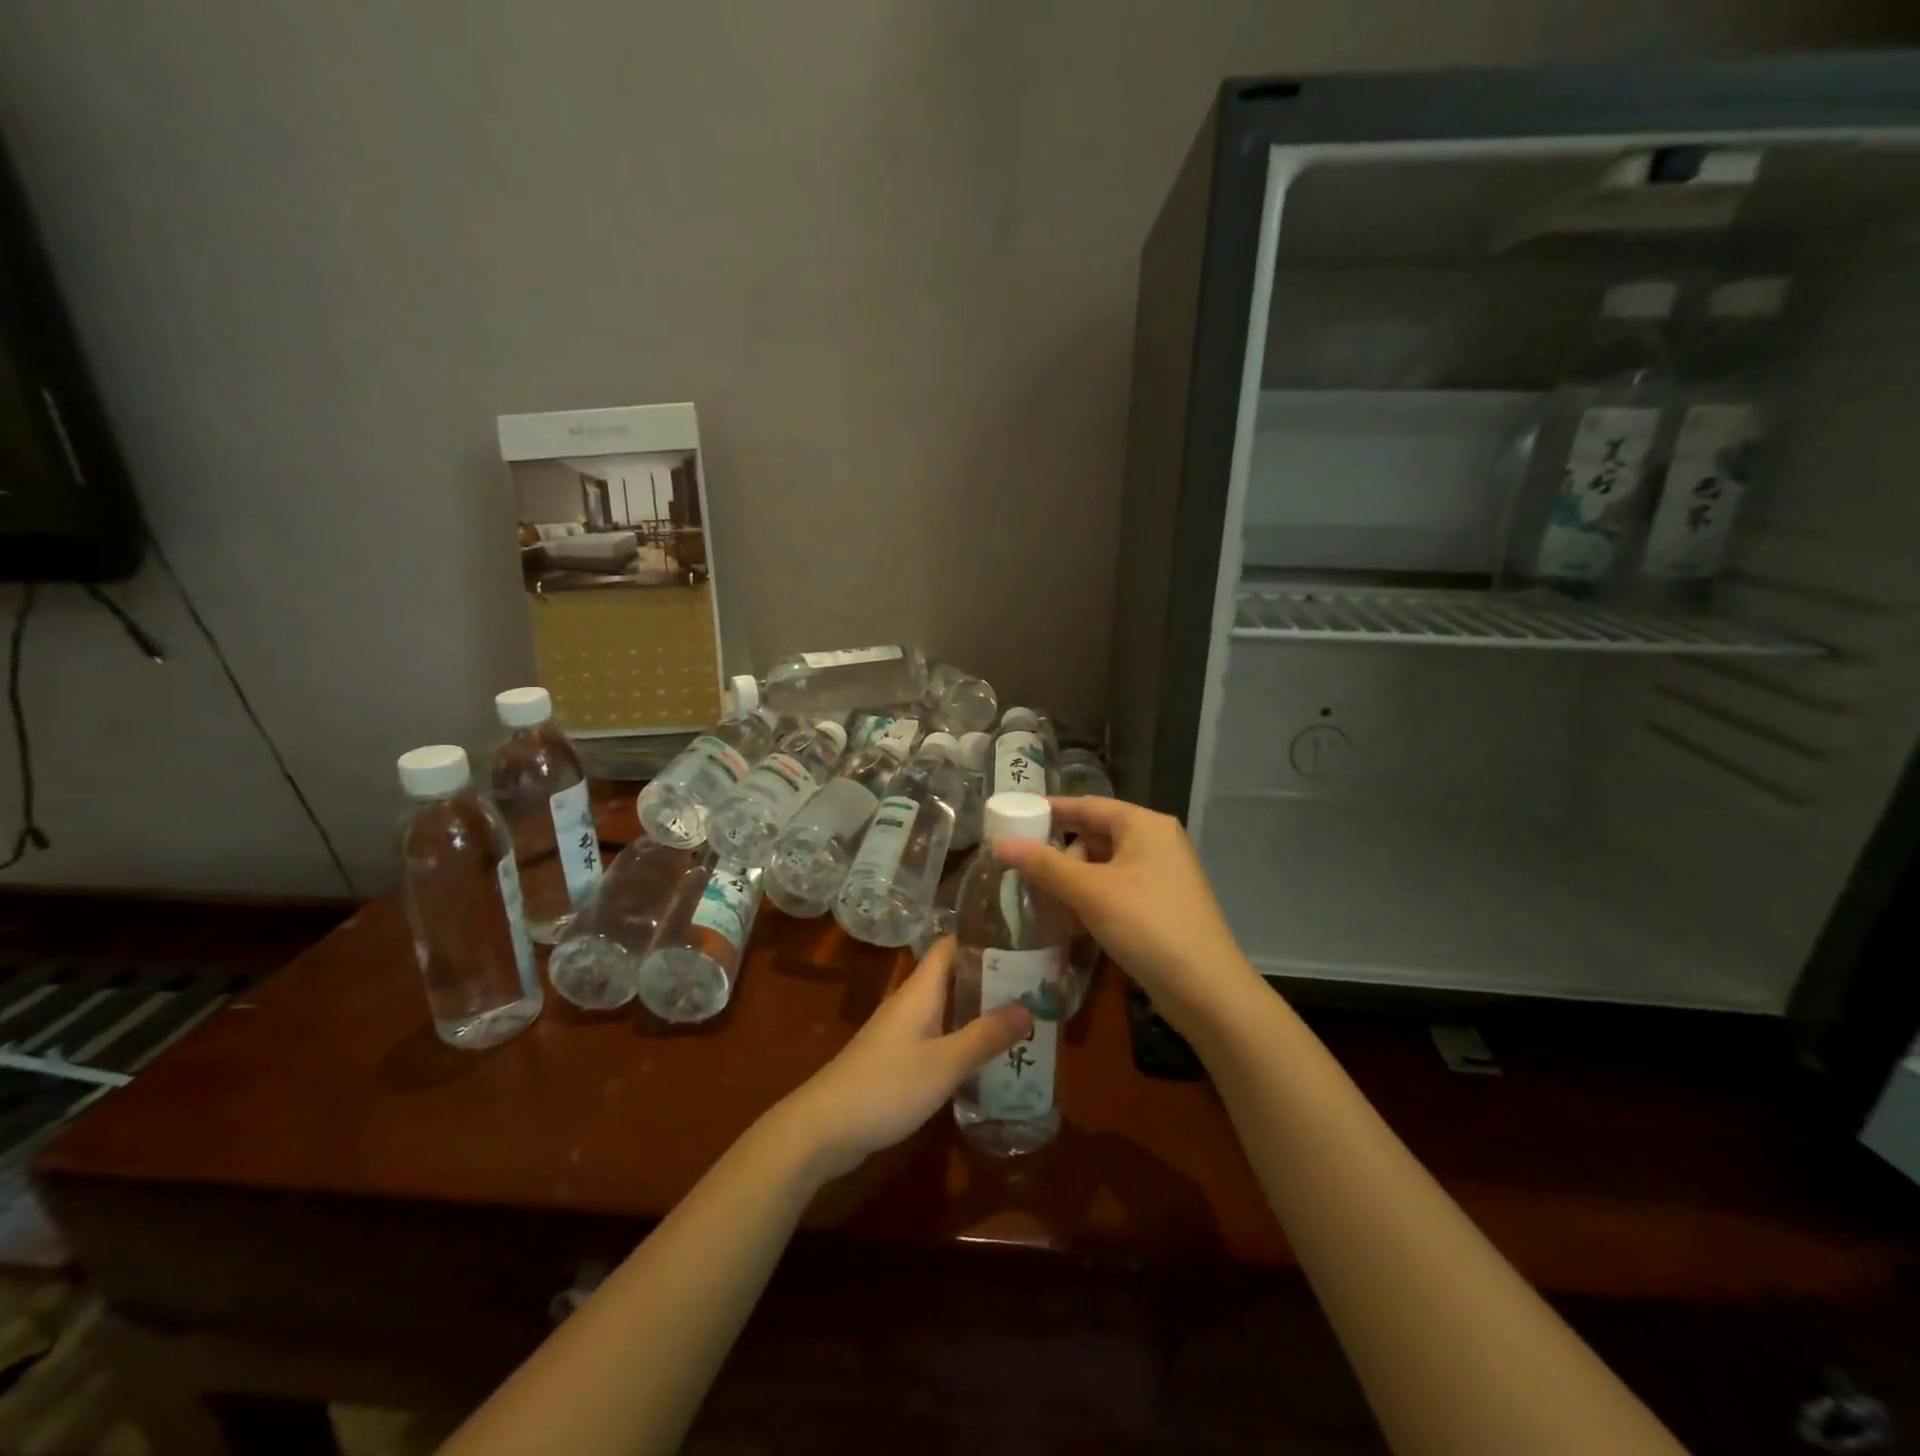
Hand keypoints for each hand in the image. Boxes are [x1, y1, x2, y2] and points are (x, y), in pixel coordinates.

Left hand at [771, 937, 1031, 1181]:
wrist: (824, 1128)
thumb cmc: (886, 1086)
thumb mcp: (944, 1063)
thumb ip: (985, 1036)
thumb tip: (1028, 1007)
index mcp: (920, 990)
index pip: (951, 945)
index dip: (983, 938)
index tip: (1021, 939)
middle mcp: (910, 1002)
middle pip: (953, 976)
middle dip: (991, 978)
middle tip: (1035, 985)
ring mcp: (901, 1031)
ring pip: (946, 1008)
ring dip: (979, 1011)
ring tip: (1022, 1018)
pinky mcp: (896, 1059)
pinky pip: (937, 1035)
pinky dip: (962, 1038)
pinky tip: (986, 1057)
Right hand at [993, 797, 1257, 1037]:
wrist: (1207, 990)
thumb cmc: (1147, 926)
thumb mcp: (1090, 892)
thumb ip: (1044, 865)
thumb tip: (1000, 843)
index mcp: (1144, 826)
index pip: (1087, 805)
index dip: (1049, 810)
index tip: (1013, 817)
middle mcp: (1155, 843)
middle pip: (1095, 835)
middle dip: (1059, 853)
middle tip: (1023, 870)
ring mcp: (1160, 877)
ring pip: (1103, 867)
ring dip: (1072, 881)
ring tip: (1042, 900)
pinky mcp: (1159, 907)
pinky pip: (1115, 891)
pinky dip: (1090, 900)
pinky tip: (1069, 921)